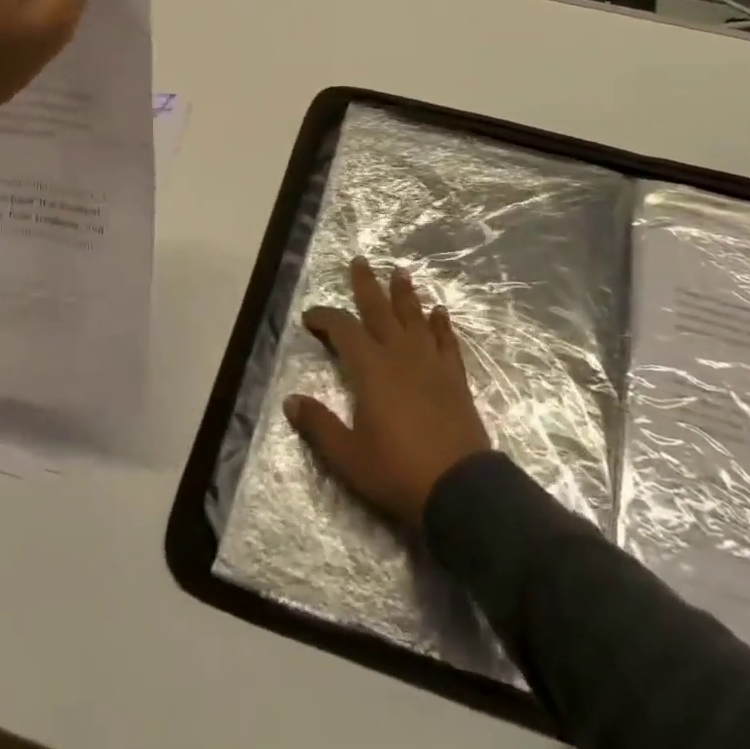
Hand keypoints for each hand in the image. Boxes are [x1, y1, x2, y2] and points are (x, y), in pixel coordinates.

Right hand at [286, 258, 491, 529]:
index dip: (325, 318)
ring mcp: (431, 363)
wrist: (459, 487)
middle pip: (380, 310)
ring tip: (401, 271)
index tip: (310, 316)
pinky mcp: (455, 378)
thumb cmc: (397, 471)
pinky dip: (442, 325)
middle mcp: (400, 355)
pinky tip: (440, 312)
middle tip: (360, 260)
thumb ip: (319, 425)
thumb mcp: (348, 456)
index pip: (343, 330)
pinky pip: (446, 341)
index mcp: (371, 369)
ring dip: (405, 294)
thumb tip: (291, 401)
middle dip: (367, 285)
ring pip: (415, 318)